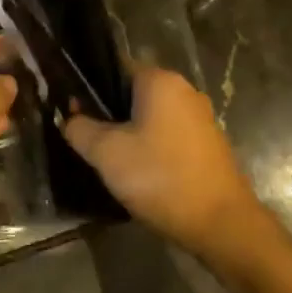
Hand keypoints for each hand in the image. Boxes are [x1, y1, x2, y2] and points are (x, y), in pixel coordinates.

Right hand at [63, 66, 272, 260]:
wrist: (222, 224)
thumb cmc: (160, 177)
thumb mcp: (106, 153)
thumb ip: (79, 128)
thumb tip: (69, 117)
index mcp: (160, 81)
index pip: (114, 67)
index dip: (88, 87)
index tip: (71, 112)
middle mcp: (184, 90)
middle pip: (133, 93)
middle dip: (108, 114)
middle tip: (87, 141)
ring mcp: (200, 118)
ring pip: (151, 117)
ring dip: (129, 134)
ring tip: (110, 161)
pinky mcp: (208, 145)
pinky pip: (168, 136)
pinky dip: (151, 148)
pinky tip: (139, 174)